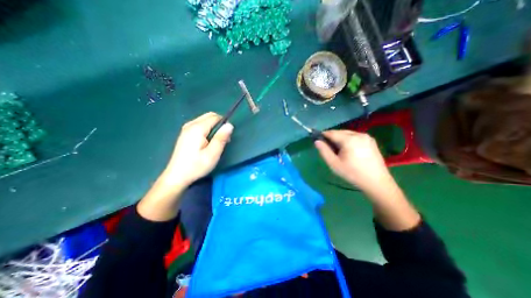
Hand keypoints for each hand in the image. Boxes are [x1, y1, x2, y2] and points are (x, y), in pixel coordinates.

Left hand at [162, 112, 232, 186]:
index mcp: (198, 128)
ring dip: (214, 127)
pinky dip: (207, 129)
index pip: (215, 117)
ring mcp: (186, 128)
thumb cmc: (196, 166)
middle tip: (223, 139)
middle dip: (219, 124)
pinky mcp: (185, 133)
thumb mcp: (213, 154)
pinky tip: (207, 141)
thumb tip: (229, 125)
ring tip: (216, 141)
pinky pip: (200, 125)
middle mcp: (190, 124)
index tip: (227, 137)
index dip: (224, 124)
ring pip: (205, 120)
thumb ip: (221, 138)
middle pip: (209, 116)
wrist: (177, 176)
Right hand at [315, 130, 392, 193]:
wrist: (377, 182)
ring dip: (340, 139)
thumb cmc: (353, 173)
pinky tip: (348, 150)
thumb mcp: (334, 164)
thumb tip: (317, 141)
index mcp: (349, 139)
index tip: (318, 140)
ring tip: (338, 150)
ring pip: (348, 134)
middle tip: (328, 148)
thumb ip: (324, 151)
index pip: (332, 133)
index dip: (323, 135)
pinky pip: (355, 136)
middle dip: (332, 137)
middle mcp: (359, 134)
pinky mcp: (371, 141)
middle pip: (340, 132)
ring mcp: (367, 137)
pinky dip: (348, 140)